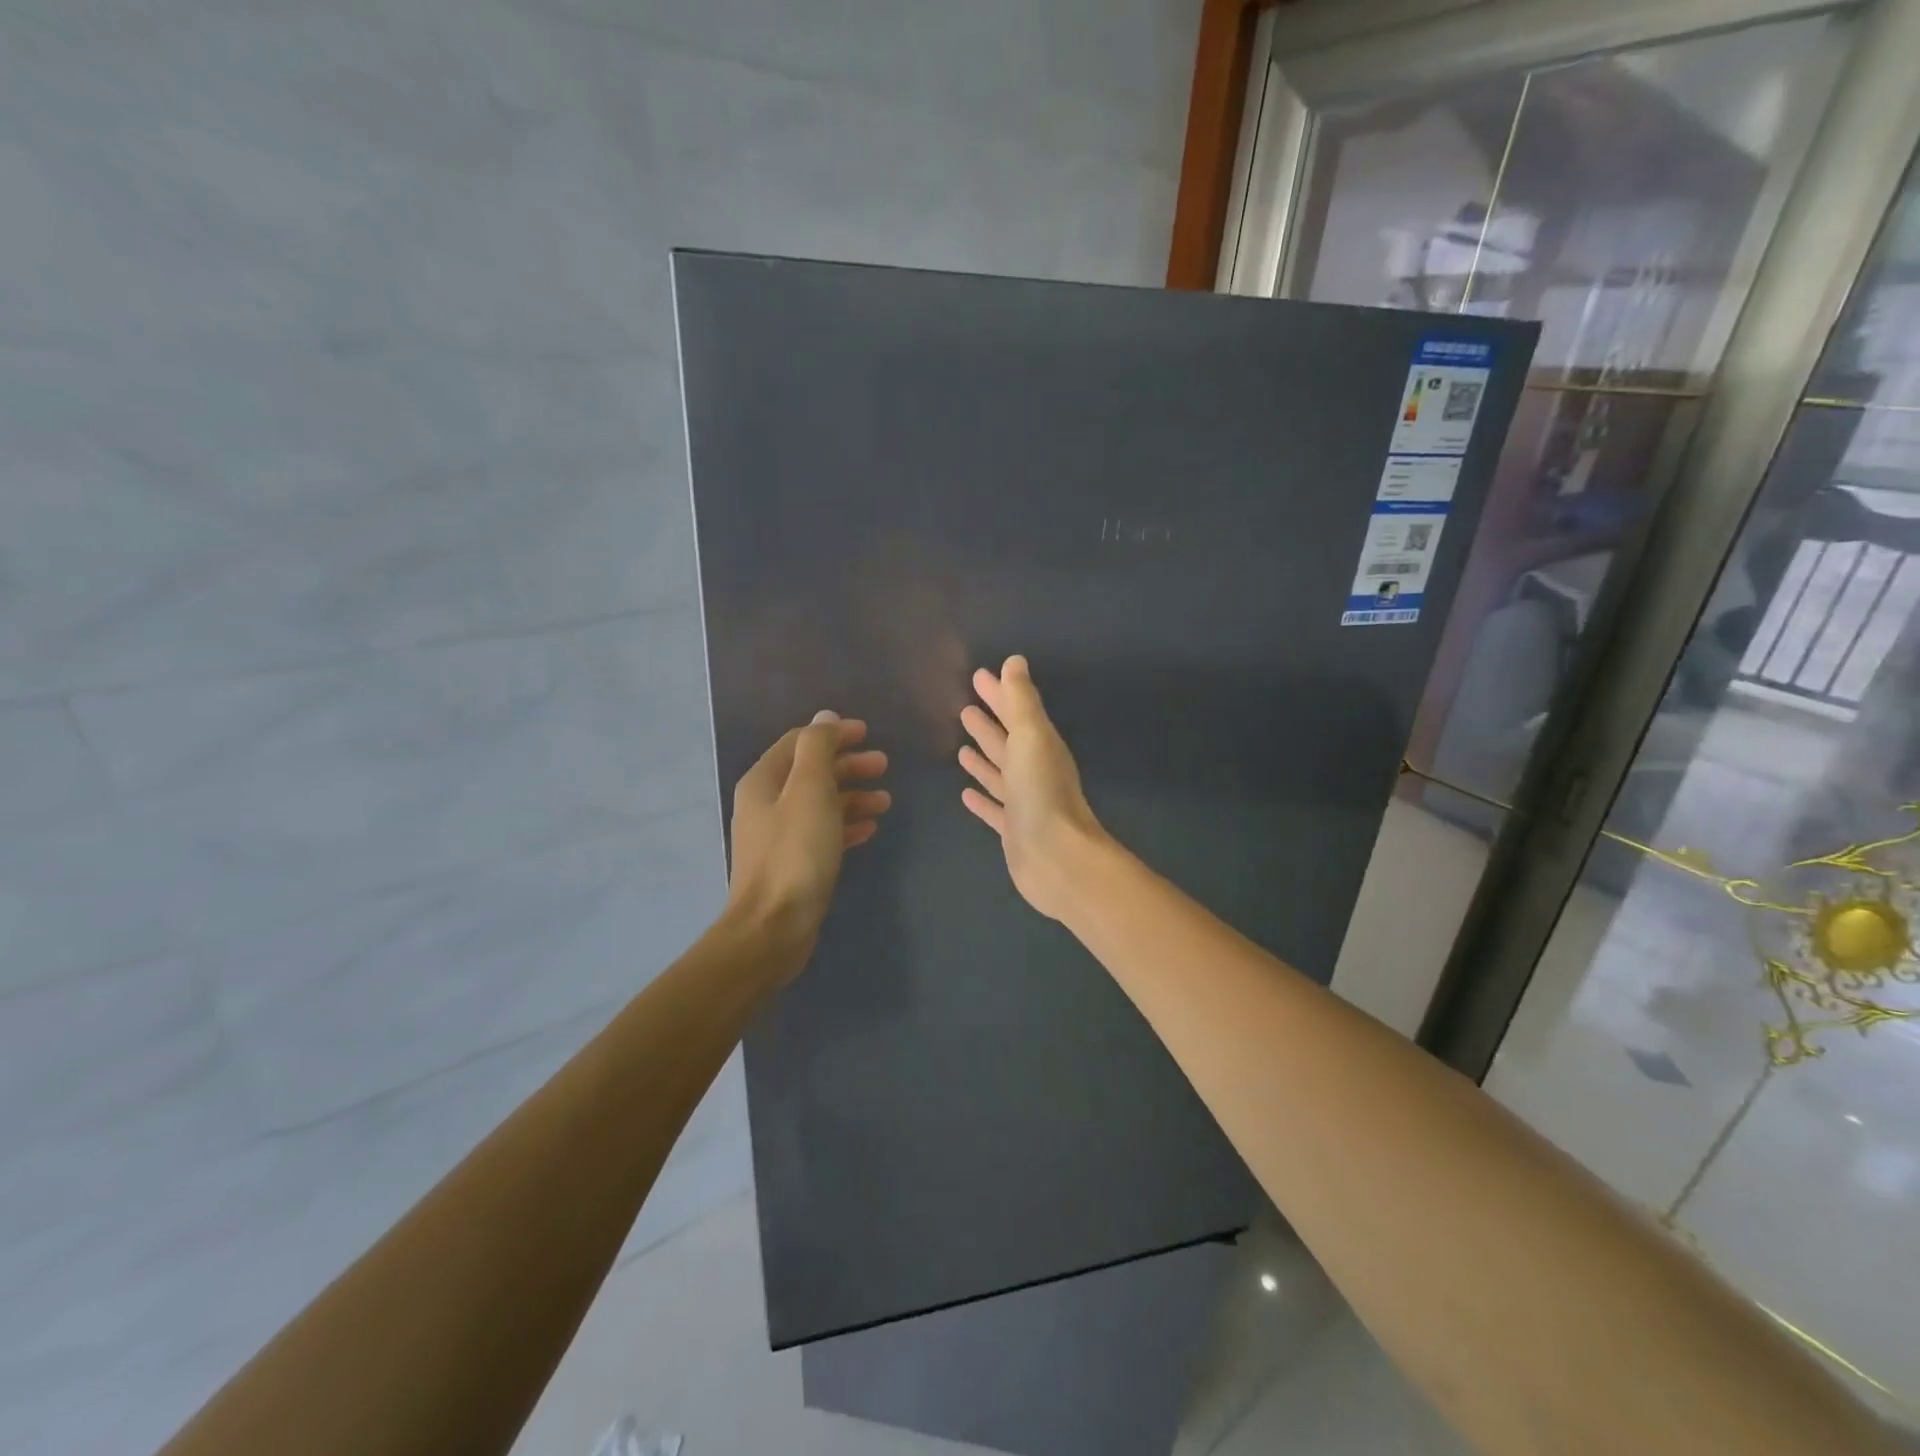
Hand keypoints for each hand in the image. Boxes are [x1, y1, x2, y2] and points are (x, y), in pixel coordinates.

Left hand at [728, 712, 889, 957]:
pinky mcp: (793, 863)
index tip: (868, 733)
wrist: (773, 928)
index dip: (834, 734)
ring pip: (820, 803)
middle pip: (811, 772)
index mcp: (764, 780)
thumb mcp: (810, 791)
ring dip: (852, 796)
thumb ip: (818, 748)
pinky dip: (846, 825)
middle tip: (884, 766)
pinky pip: (823, 833)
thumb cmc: (795, 853)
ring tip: (885, 801)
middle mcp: (767, 803)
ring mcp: (779, 835)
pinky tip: (870, 830)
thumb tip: (826, 718)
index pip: (800, 743)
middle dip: (848, 765)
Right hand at [959, 656, 1106, 920]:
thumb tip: (1015, 661)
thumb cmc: (1042, 791)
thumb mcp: (1031, 736)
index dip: (999, 694)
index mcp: (1040, 746)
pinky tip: (964, 792)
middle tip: (966, 707)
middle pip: (1007, 741)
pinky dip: (982, 798)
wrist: (1055, 857)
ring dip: (983, 758)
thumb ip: (1022, 700)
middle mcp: (1033, 771)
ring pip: (999, 773)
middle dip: (988, 723)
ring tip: (961, 746)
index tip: (978, 676)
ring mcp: (1023, 802)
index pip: (1015, 712)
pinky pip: (994, 807)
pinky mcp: (1013, 830)